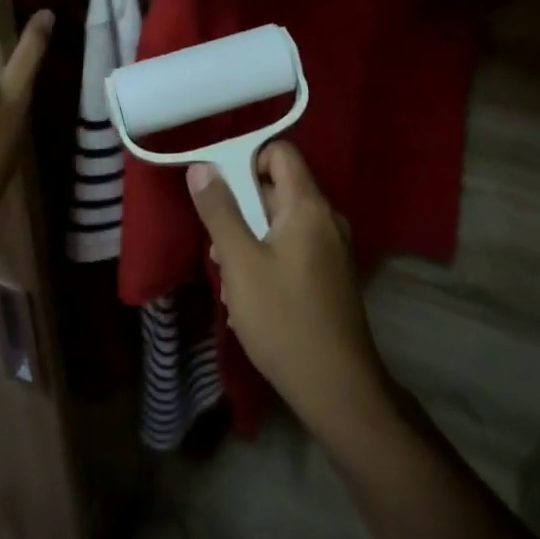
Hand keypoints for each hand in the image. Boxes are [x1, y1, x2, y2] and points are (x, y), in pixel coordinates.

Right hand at [187, 143, 392, 438]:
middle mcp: (326, 218)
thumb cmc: (283, 318)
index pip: (281, 152)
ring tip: (229, 277)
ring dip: (250, 238)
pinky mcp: (331, 275)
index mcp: (308, 205)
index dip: (247, 158)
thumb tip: (202, 167)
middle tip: (217, 245)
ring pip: (282, 222)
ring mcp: (332, 248)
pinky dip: (268, 257)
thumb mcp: (240, 262)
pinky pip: (294, 247)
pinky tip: (250, 296)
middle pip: (278, 187)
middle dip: (241, 207)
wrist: (337, 387)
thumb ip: (220, 211)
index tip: (219, 188)